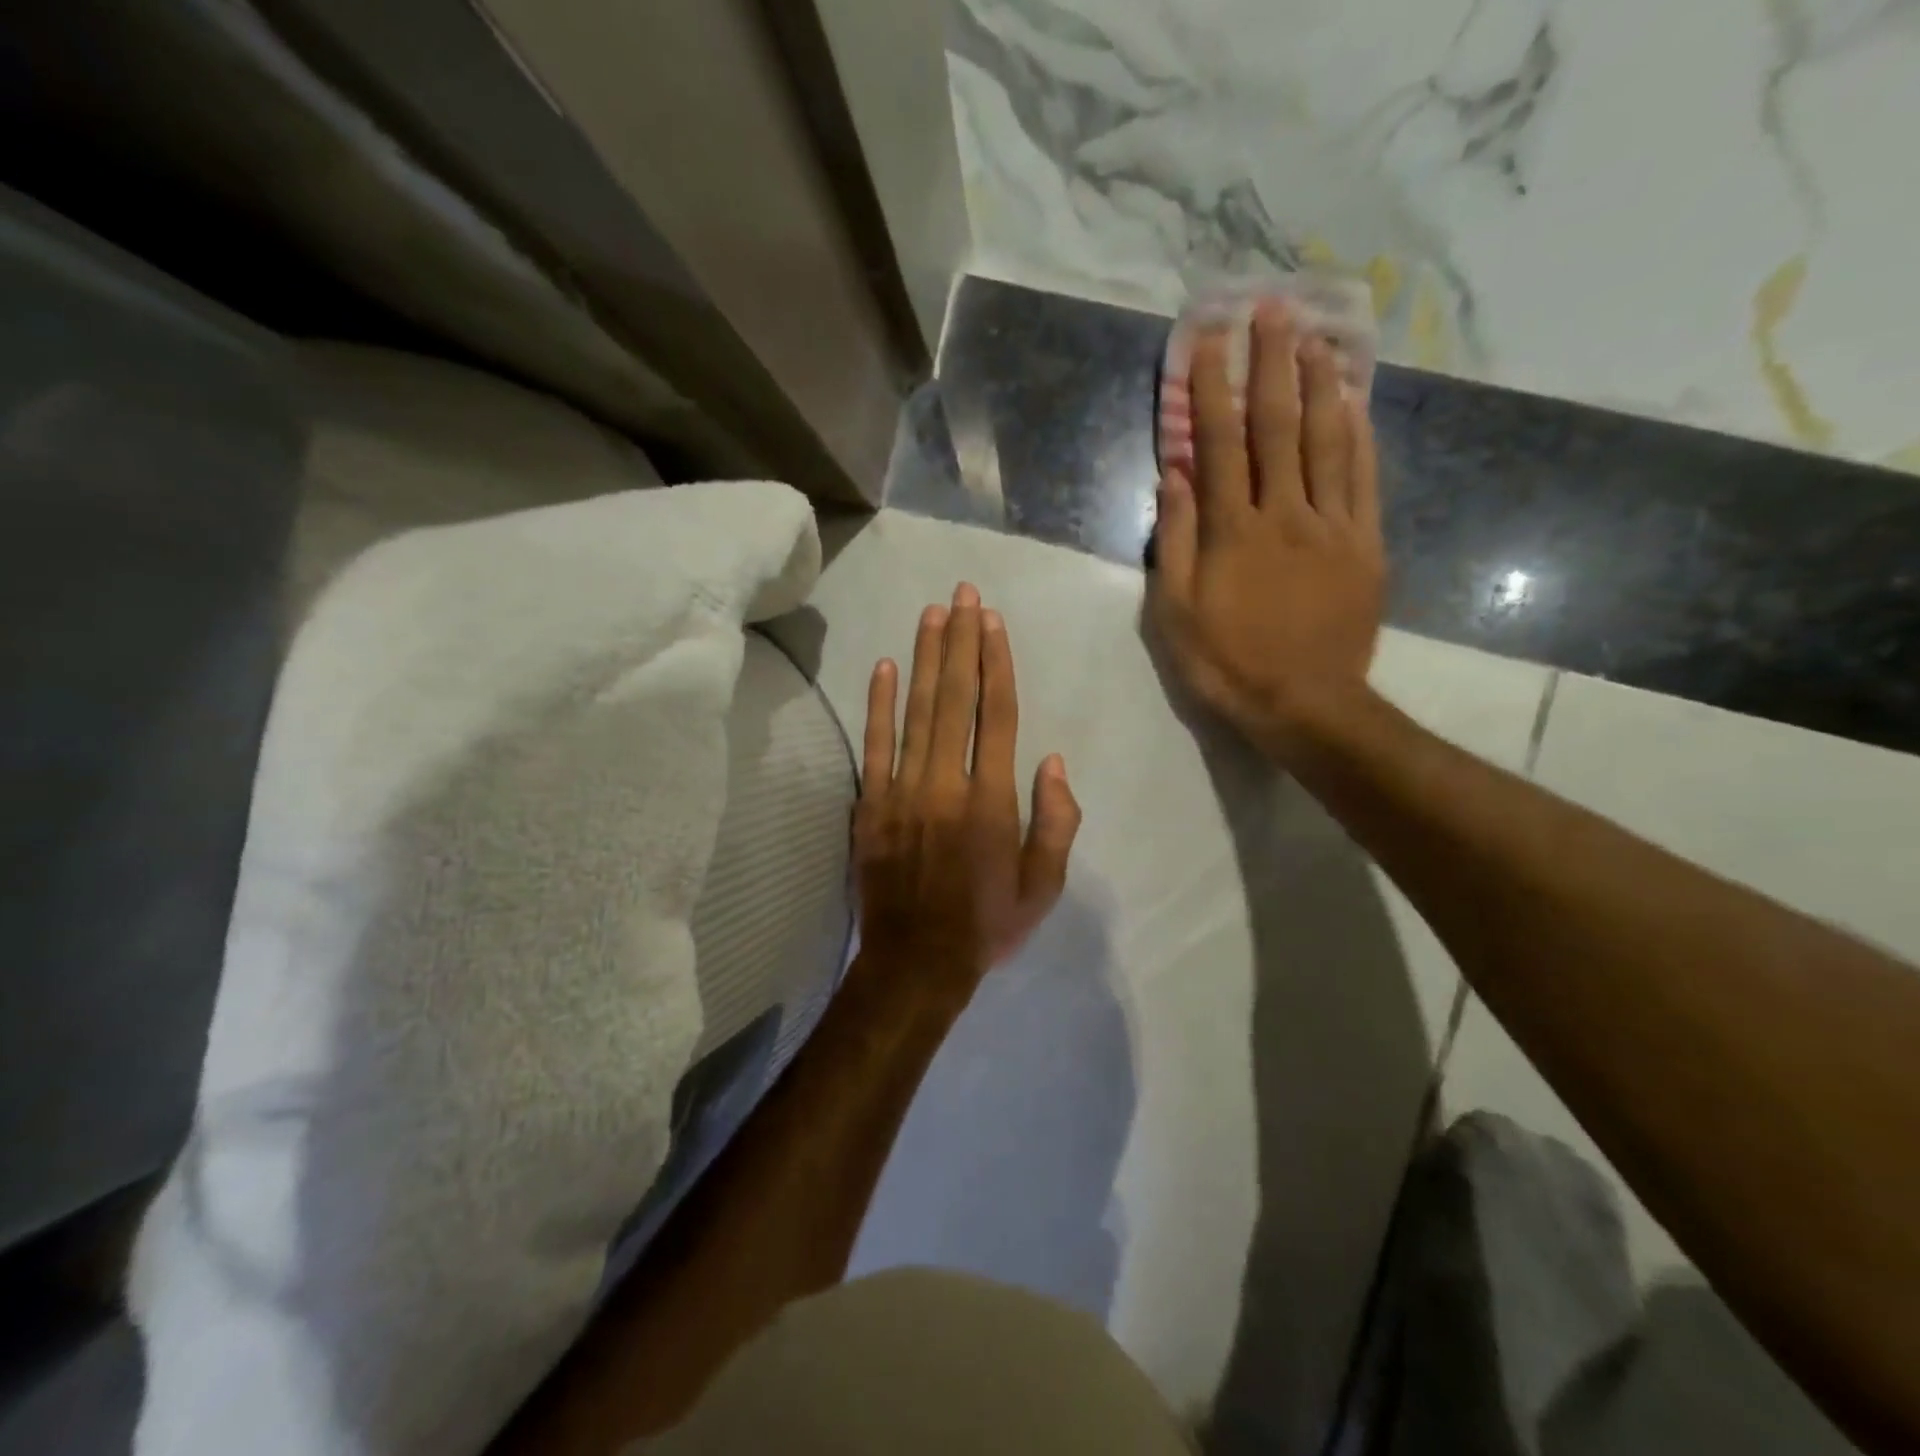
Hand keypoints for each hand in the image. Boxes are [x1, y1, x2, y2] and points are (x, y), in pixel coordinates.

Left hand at [855, 583, 1081, 988]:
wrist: (915, 963)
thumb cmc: (986, 924)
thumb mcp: (1043, 887)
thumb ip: (1056, 822)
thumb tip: (1053, 761)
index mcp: (993, 802)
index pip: (998, 715)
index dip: (996, 664)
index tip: (992, 622)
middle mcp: (947, 784)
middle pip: (956, 699)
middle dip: (960, 642)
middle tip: (962, 594)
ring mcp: (902, 792)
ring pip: (915, 712)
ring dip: (923, 659)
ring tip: (932, 614)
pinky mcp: (869, 805)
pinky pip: (874, 746)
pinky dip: (878, 704)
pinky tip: (883, 667)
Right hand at [1149, 299, 1385, 755]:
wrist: (1303, 704)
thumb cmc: (1226, 663)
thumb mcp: (1174, 612)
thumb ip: (1174, 541)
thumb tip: (1176, 475)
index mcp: (1231, 530)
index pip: (1219, 442)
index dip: (1212, 387)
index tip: (1210, 338)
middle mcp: (1284, 513)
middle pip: (1278, 425)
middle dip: (1272, 362)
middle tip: (1273, 306)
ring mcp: (1332, 526)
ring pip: (1328, 440)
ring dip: (1320, 383)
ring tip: (1317, 336)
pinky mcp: (1365, 545)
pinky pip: (1364, 479)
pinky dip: (1360, 435)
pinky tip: (1356, 402)